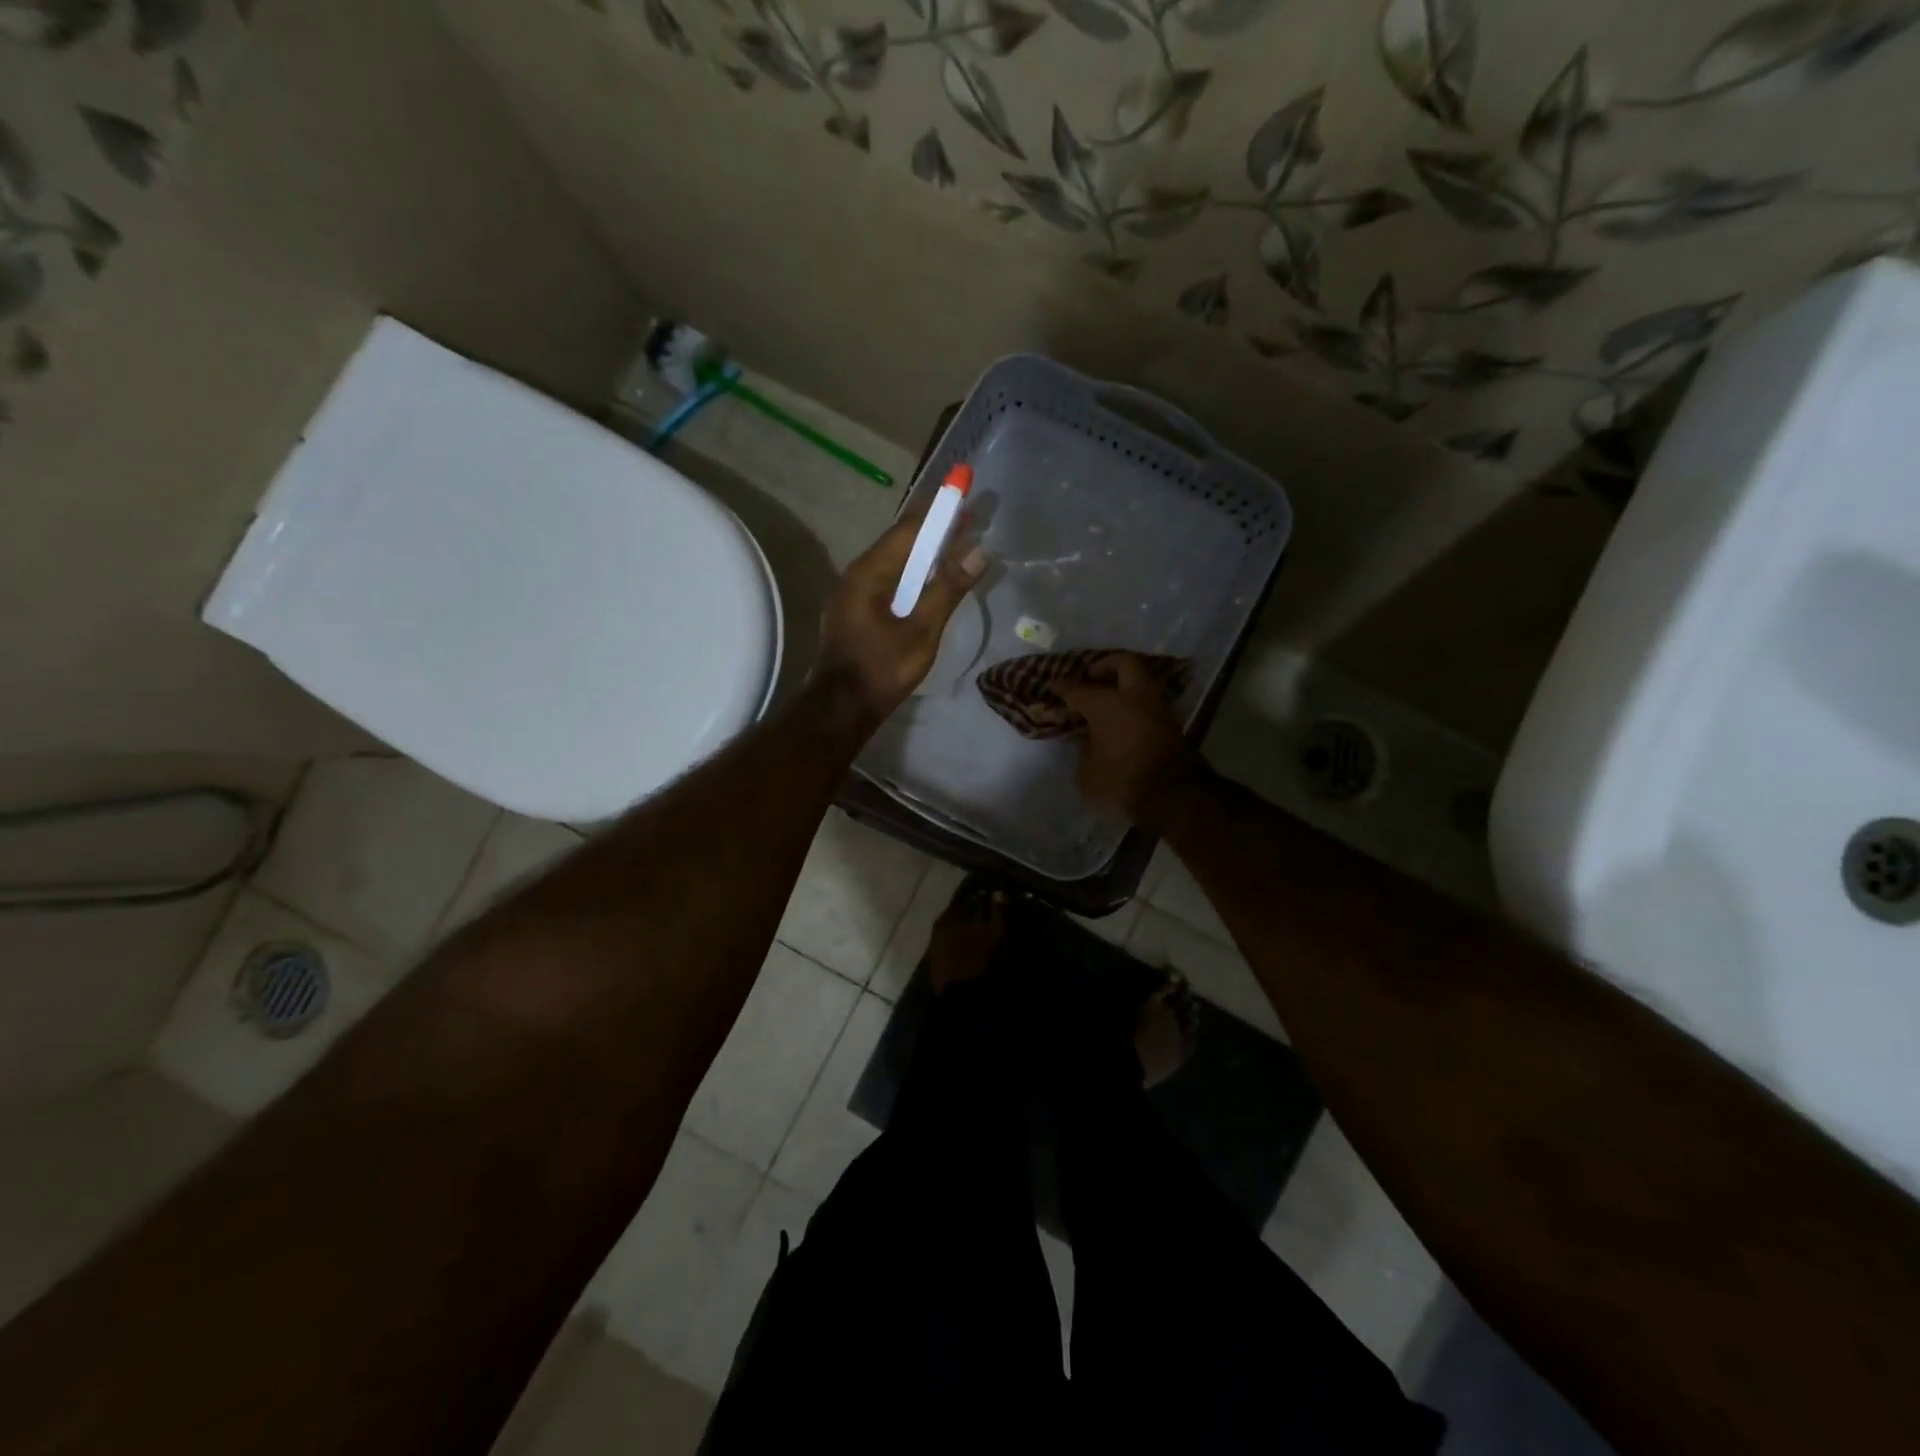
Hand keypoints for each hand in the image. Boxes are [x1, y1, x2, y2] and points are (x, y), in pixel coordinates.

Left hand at [816, 508, 986, 726]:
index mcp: (870, 572)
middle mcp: (858, 573)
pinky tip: (932, 579)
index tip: (964, 490)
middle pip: (902, 541)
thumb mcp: (921, 630)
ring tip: (958, 541)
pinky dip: (915, 573)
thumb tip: (978, 551)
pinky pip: (891, 580)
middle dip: (936, 528)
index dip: (939, 510)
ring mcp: (855, 593)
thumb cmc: (882, 668)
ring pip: (896, 562)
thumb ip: (948, 589)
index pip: (910, 528)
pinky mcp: (858, 610)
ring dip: (927, 551)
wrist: (842, 708)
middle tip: (969, 514)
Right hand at [1054, 654, 1204, 826]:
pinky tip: (1123, 721)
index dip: (1064, 688)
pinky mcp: (1173, 727)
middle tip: (1092, 675)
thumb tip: (1087, 743)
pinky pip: (1149, 705)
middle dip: (1107, 665)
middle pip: (1125, 664)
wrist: (1175, 800)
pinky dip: (1136, 707)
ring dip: (1126, 687)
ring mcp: (1158, 710)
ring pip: (1142, 684)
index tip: (1054, 686)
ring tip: (1108, 701)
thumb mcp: (1087, 775)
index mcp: (1107, 704)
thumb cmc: (1122, 783)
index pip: (1079, 689)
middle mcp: (1135, 698)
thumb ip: (1083, 753)